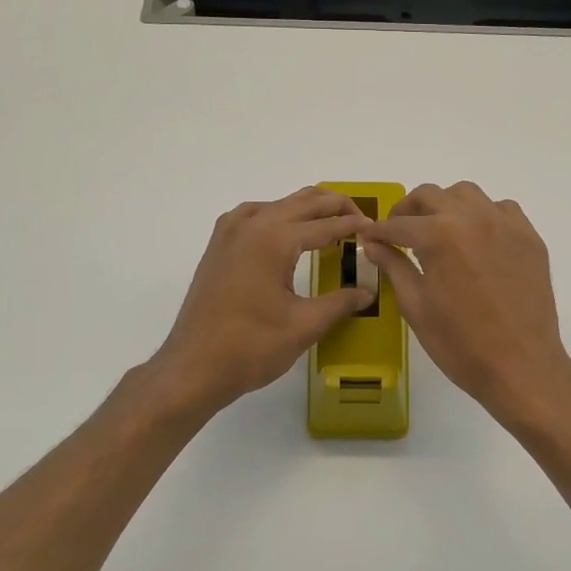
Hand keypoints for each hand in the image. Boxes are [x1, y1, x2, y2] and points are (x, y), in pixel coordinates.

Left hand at [148, 188, 375, 417]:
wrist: (193, 367)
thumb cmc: (251, 347)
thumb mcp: (304, 326)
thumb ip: (340, 302)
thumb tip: (368, 291)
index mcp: (274, 239)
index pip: (325, 224)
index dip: (354, 226)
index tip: (376, 229)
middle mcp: (251, 225)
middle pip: (302, 203)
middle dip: (335, 206)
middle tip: (361, 220)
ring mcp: (230, 233)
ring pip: (277, 204)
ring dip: (306, 207)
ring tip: (330, 222)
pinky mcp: (218, 246)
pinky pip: (253, 215)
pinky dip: (277, 214)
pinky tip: (285, 230)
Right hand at [357, 182, 570, 425]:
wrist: (521, 367)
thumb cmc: (460, 344)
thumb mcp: (416, 307)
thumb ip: (394, 267)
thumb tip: (373, 244)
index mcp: (439, 236)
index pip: (398, 224)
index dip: (379, 231)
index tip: (370, 237)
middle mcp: (472, 218)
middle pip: (431, 195)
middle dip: (408, 211)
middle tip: (399, 232)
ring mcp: (505, 224)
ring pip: (467, 194)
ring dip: (446, 205)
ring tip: (439, 230)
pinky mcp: (529, 237)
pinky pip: (501, 209)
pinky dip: (483, 215)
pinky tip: (477, 240)